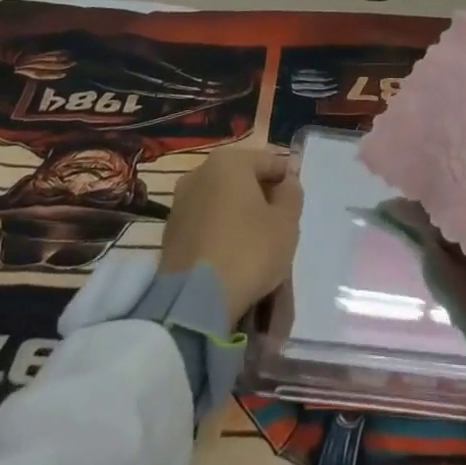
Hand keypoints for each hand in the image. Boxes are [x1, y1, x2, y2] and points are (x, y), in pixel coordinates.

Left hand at [160, 147, 301, 326]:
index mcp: (229, 161)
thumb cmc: (248, 252)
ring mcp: (180, 203)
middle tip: (279, 226)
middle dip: (261, 198)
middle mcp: (200, 172)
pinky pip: (205, 224)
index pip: (269, 161)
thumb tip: (287, 182)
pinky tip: (232, 257)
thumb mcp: (286, 224)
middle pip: (242, 180)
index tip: (296, 204)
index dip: (287, 181)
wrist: (192, 303)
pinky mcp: (169, 233)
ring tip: (255, 245)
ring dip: (239, 216)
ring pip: (222, 202)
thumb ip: (292, 195)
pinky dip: (220, 233)